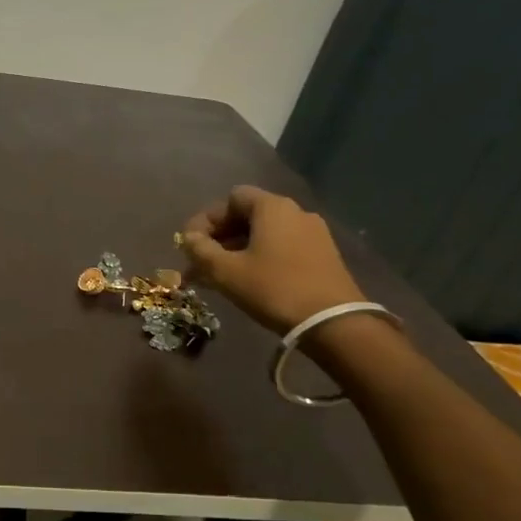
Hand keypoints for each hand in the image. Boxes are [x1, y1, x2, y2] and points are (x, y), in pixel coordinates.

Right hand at [180, 186, 365, 333]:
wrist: (333, 322)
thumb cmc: (273, 288)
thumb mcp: (226, 271)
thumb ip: (200, 250)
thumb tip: (188, 238)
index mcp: (272, 207)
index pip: (231, 198)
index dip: (206, 219)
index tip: (190, 245)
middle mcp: (295, 212)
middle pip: (247, 215)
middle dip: (218, 238)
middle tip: (199, 263)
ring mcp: (313, 233)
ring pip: (263, 234)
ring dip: (236, 250)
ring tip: (216, 277)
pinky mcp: (322, 255)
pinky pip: (281, 247)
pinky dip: (258, 257)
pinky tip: (246, 281)